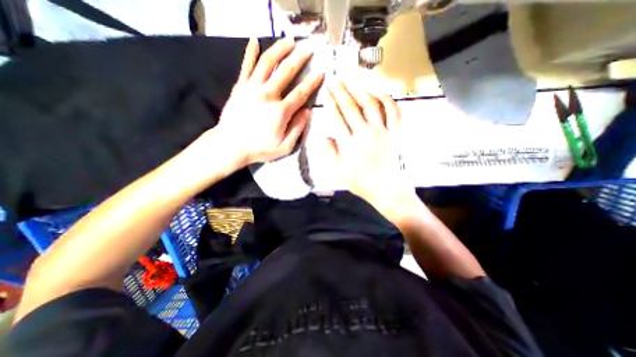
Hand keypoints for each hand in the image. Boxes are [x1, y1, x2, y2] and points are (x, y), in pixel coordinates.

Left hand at [212, 38, 324, 165]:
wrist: (230, 146)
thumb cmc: (259, 149)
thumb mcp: (284, 147)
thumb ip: (297, 129)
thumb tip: (307, 111)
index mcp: (280, 112)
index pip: (300, 93)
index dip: (312, 82)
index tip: (320, 72)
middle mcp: (267, 95)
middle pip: (286, 71)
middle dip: (299, 58)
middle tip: (308, 48)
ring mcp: (252, 88)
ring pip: (267, 63)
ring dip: (279, 49)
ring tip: (289, 40)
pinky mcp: (240, 87)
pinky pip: (246, 66)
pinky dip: (250, 52)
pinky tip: (254, 40)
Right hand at [323, 81, 411, 210]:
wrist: (387, 189)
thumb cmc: (361, 183)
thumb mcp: (339, 173)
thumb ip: (329, 154)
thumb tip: (323, 136)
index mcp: (349, 144)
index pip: (336, 118)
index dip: (330, 103)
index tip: (326, 92)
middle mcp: (365, 133)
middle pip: (351, 108)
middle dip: (341, 92)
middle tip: (335, 81)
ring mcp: (382, 131)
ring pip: (370, 105)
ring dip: (360, 92)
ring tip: (352, 83)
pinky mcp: (396, 133)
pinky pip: (393, 112)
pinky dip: (387, 100)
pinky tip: (380, 92)